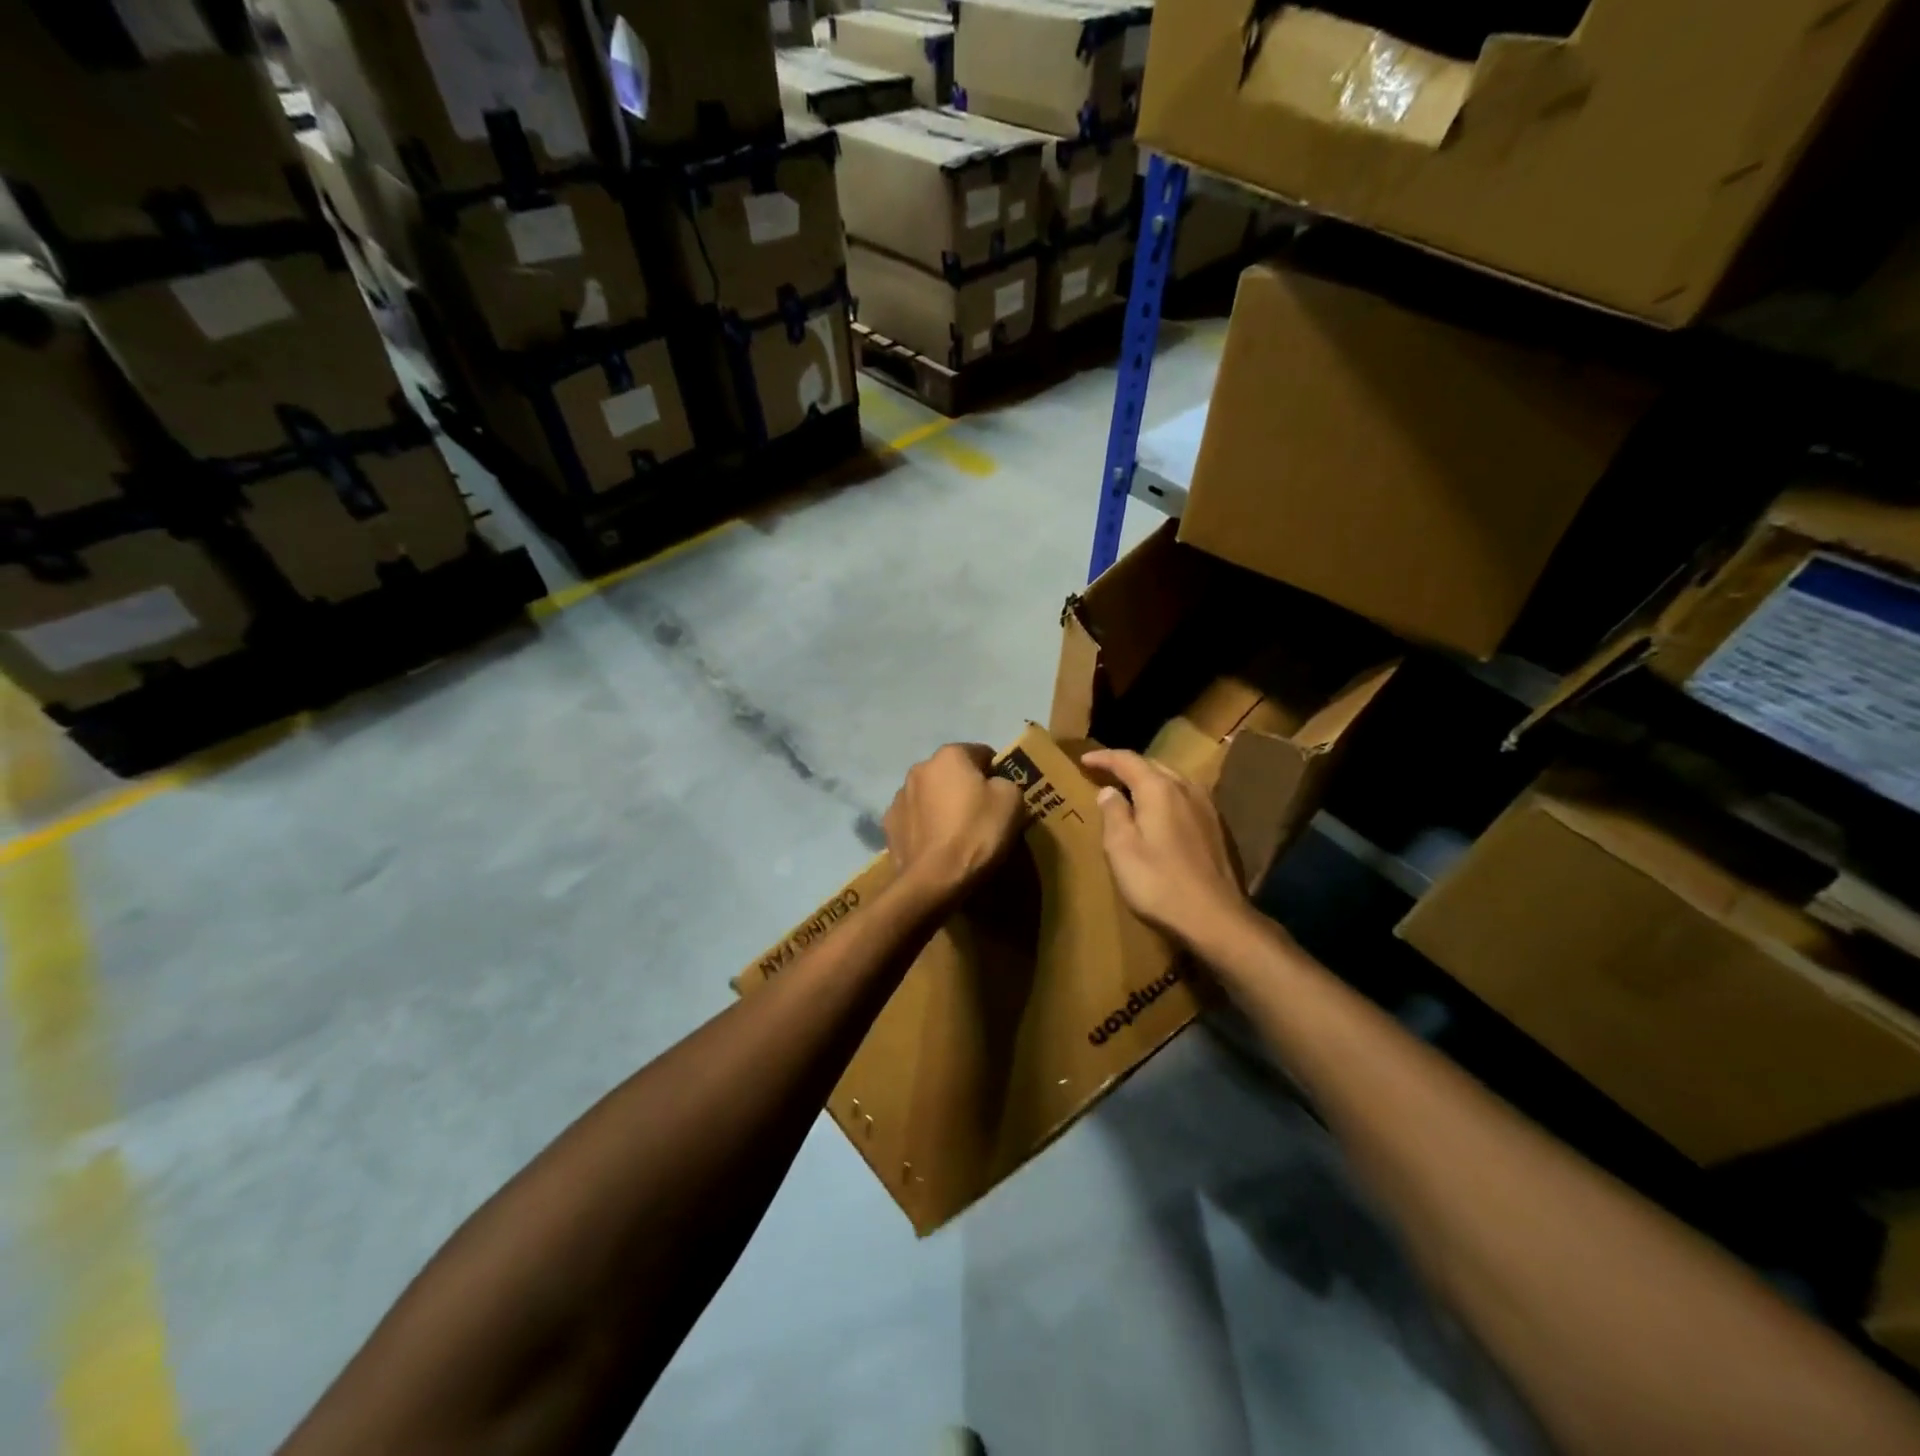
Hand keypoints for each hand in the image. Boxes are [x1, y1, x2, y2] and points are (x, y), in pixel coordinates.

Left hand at [883, 744, 1027, 900]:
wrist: (934, 880)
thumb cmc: (976, 833)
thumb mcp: (1012, 801)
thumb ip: (1005, 782)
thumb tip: (993, 785)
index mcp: (949, 755)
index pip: (981, 753)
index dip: (996, 773)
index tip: (1002, 797)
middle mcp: (919, 768)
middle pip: (951, 773)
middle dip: (965, 788)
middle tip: (981, 817)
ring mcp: (899, 797)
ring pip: (930, 795)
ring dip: (941, 806)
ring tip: (956, 835)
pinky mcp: (889, 825)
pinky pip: (915, 819)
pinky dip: (925, 827)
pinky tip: (936, 847)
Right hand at [1083, 749, 1250, 947]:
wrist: (1214, 917)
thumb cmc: (1159, 882)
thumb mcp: (1121, 848)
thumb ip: (1113, 813)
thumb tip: (1108, 791)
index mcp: (1159, 789)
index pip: (1127, 760)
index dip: (1103, 757)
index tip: (1083, 759)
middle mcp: (1186, 788)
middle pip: (1152, 765)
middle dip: (1127, 766)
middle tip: (1103, 774)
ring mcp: (1206, 806)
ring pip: (1172, 780)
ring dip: (1148, 781)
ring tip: (1129, 791)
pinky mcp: (1217, 827)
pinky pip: (1185, 798)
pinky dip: (1165, 797)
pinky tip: (1159, 814)